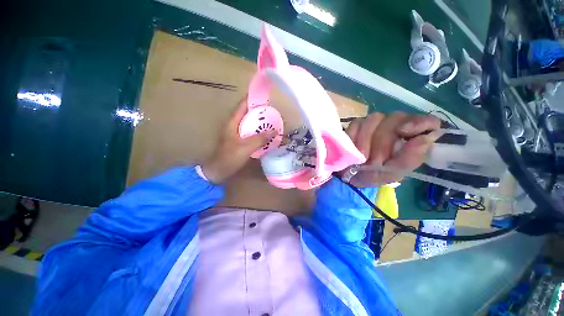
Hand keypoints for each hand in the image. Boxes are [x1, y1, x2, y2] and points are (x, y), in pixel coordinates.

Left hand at [201, 99, 276, 182]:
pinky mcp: (240, 141)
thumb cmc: (229, 157)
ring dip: (260, 122)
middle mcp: (235, 125)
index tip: (266, 97)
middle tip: (274, 112)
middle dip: (260, 111)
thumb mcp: (245, 147)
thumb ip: (260, 139)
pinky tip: (267, 135)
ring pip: (250, 123)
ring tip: (273, 122)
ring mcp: (237, 133)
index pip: (243, 105)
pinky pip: (251, 132)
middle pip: (248, 113)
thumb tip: (274, 130)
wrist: (218, 171)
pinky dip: (259, 131)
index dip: (253, 99)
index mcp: (233, 122)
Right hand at [344, 112, 441, 186]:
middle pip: (396, 118)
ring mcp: (375, 123)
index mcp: (411, 139)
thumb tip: (425, 139)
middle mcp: (396, 126)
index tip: (404, 132)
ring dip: (367, 140)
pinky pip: (357, 123)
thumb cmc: (373, 174)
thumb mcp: (392, 174)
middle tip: (375, 161)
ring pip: (375, 119)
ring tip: (362, 157)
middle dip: (383, 141)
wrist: (349, 175)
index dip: (419, 123)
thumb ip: (409, 160)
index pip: (428, 122)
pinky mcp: (357, 124)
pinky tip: (353, 148)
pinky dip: (354, 137)